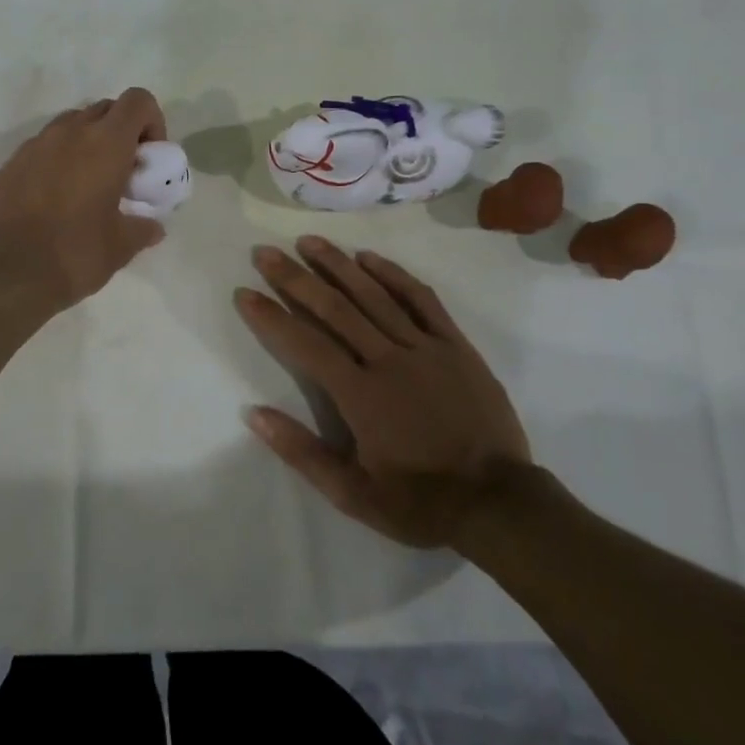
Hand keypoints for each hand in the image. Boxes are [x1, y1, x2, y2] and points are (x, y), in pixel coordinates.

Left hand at [0, 89, 167, 309]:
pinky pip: (45, 147)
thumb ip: (142, 229)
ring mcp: (36, 144)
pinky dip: (59, 160)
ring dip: (88, 144)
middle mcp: (70, 132)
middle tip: (123, 173)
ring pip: (72, 125)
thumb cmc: (72, 253)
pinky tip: (57, 200)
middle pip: (105, 109)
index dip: (151, 122)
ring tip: (89, 186)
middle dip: (121, 133)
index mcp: (105, 143)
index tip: (149, 158)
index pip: (138, 101)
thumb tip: (153, 227)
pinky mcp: (11, 163)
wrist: (0, 272)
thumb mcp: (119, 247)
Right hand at [236, 237, 532, 549]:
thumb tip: (254, 413)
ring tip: (309, 241)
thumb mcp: (353, 495)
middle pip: (334, 308)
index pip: (305, 344)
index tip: (245, 292)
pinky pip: (422, 300)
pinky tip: (369, 258)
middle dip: (295, 277)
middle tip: (266, 251)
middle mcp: (388, 360)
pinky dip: (394, 275)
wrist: (498, 503)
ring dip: (338, 265)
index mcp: (360, 395)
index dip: (271, 316)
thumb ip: (302, 452)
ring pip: (374, 295)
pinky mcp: (455, 345)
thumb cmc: (420, 502)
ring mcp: (425, 347)